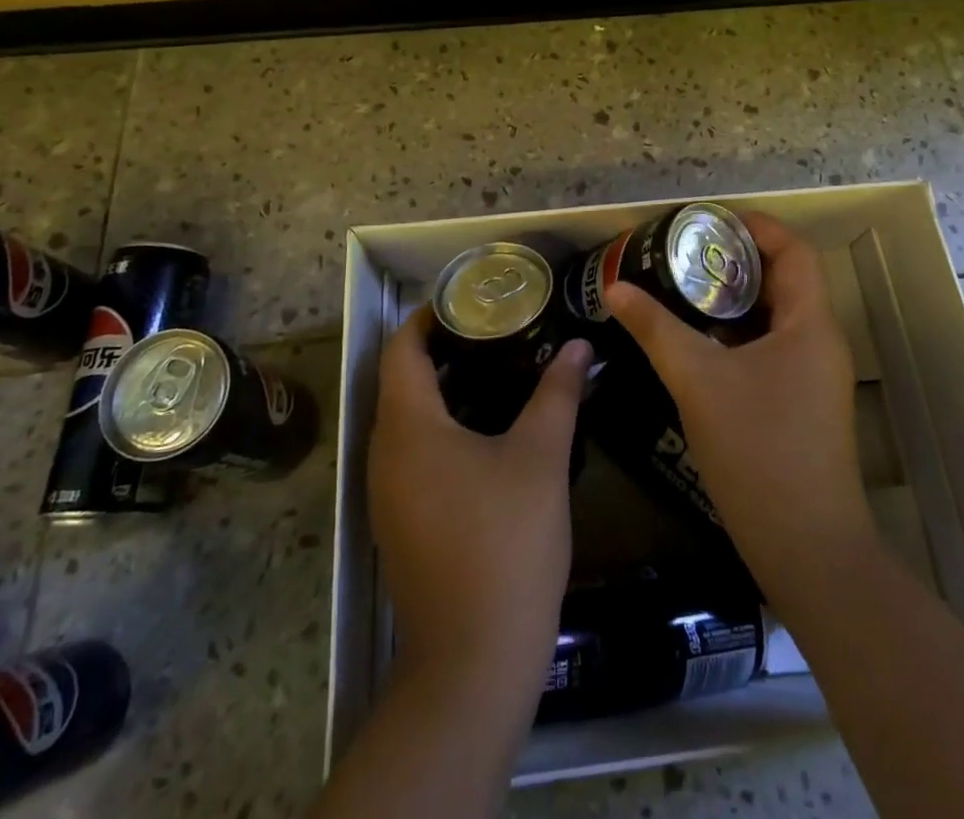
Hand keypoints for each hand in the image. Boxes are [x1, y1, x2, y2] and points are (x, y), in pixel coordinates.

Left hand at [368, 307, 592, 703]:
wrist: (473, 661)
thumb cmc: (505, 544)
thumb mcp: (541, 457)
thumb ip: (558, 393)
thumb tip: (579, 346)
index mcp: (408, 428)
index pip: (400, 349)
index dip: (429, 317)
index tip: (470, 301)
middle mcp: (384, 454)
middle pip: (402, 381)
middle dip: (443, 350)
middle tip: (495, 331)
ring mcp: (387, 493)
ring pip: (408, 420)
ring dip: (445, 390)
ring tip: (499, 371)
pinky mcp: (401, 522)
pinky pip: (414, 454)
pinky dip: (443, 427)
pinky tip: (489, 433)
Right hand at [602, 213, 874, 598]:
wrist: (807, 550)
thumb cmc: (758, 451)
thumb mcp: (698, 380)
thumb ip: (655, 328)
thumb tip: (616, 288)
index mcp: (810, 324)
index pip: (794, 250)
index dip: (755, 227)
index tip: (708, 222)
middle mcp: (819, 342)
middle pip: (783, 280)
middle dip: (734, 262)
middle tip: (683, 255)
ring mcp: (814, 377)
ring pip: (774, 318)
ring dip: (732, 301)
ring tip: (681, 291)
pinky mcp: (801, 404)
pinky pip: (770, 349)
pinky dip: (736, 335)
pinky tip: (696, 344)